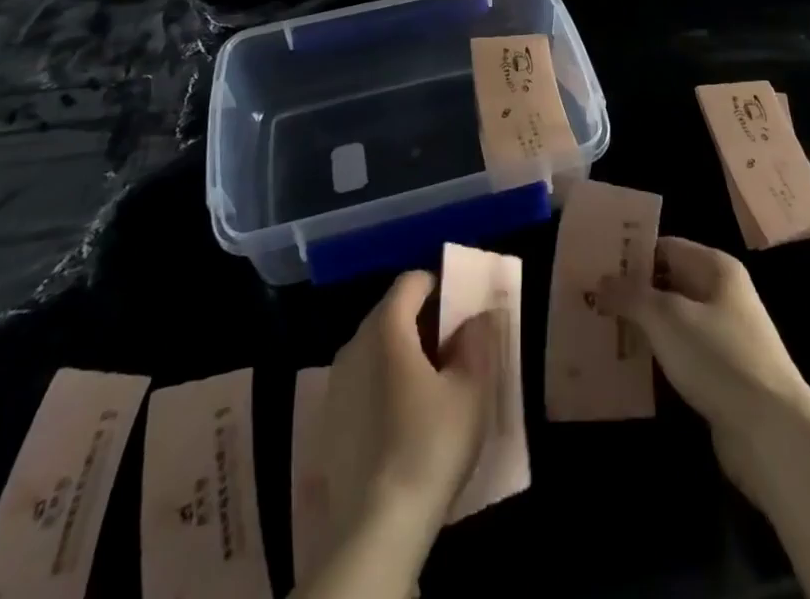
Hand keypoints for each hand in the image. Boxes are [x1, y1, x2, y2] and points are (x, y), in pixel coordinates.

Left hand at [320, 270, 502, 543]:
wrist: (375, 528)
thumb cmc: (428, 444)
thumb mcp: (470, 390)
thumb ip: (477, 341)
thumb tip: (481, 314)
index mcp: (386, 327)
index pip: (411, 282)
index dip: (440, 286)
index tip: (463, 309)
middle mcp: (354, 344)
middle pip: (391, 312)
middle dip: (423, 320)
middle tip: (455, 346)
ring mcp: (336, 383)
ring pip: (375, 348)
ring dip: (403, 353)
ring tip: (433, 384)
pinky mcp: (329, 420)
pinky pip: (362, 381)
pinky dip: (384, 383)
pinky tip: (404, 418)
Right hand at [598, 237, 809, 495]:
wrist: (771, 433)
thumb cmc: (718, 357)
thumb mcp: (667, 317)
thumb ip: (631, 295)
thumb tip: (602, 282)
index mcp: (716, 268)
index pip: (665, 247)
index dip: (631, 254)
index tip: (594, 264)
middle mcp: (722, 295)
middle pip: (668, 284)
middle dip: (631, 292)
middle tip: (588, 298)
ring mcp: (723, 337)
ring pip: (671, 322)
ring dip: (640, 327)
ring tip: (597, 329)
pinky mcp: (720, 376)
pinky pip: (679, 355)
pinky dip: (655, 357)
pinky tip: (625, 366)